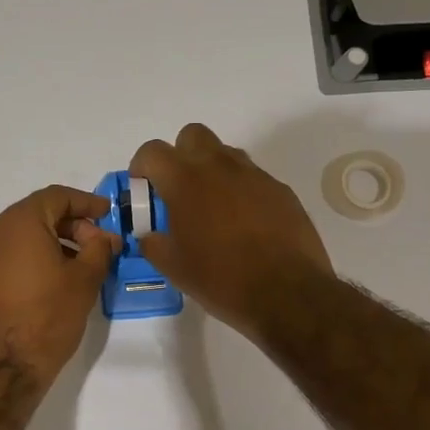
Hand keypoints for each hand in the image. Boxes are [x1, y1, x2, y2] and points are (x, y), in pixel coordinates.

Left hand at [0, 186, 120, 387]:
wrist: (1, 367)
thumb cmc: (46, 317)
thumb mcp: (84, 280)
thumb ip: (99, 250)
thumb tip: (105, 237)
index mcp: (19, 221)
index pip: (57, 196)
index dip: (87, 202)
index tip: (109, 215)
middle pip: (39, 213)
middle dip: (73, 224)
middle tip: (99, 246)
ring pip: (25, 235)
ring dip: (56, 242)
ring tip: (83, 265)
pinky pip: (12, 255)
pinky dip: (36, 257)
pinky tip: (57, 280)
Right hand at [130, 123, 333, 338]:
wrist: (286, 293)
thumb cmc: (220, 279)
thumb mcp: (173, 267)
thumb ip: (153, 243)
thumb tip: (150, 235)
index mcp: (185, 181)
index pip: (152, 151)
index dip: (142, 167)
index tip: (143, 189)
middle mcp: (219, 166)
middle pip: (192, 136)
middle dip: (180, 156)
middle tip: (178, 191)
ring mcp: (254, 175)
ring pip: (225, 154)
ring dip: (211, 171)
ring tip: (212, 209)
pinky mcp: (280, 190)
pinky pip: (252, 178)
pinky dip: (240, 191)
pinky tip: (243, 225)